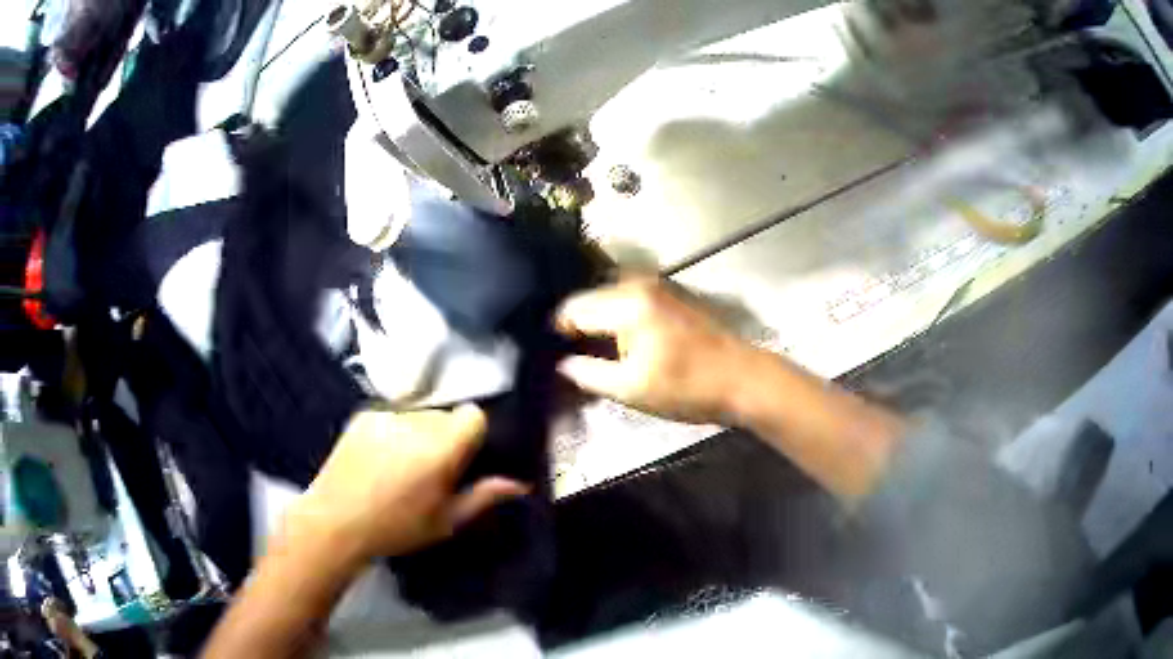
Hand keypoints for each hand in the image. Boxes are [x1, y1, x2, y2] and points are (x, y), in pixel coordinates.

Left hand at [289, 406, 528, 562]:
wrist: (335, 521)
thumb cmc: (397, 527)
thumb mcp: (446, 521)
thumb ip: (484, 496)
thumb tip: (520, 484)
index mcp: (441, 447)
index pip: (473, 415)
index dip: (474, 434)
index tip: (465, 459)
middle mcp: (416, 421)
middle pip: (446, 415)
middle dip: (446, 437)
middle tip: (433, 469)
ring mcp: (386, 415)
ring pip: (419, 415)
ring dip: (420, 434)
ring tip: (402, 466)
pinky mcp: (363, 415)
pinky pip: (393, 416)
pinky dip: (394, 432)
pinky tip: (379, 460)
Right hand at [555, 276, 752, 423]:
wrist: (743, 380)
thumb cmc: (687, 387)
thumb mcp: (632, 389)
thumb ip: (589, 374)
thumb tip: (563, 364)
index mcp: (627, 304)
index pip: (572, 309)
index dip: (558, 332)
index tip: (552, 354)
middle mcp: (639, 285)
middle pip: (590, 298)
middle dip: (577, 325)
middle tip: (571, 356)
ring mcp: (658, 287)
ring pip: (609, 299)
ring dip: (598, 321)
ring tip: (594, 352)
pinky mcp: (670, 295)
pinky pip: (629, 300)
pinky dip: (617, 317)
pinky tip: (621, 343)